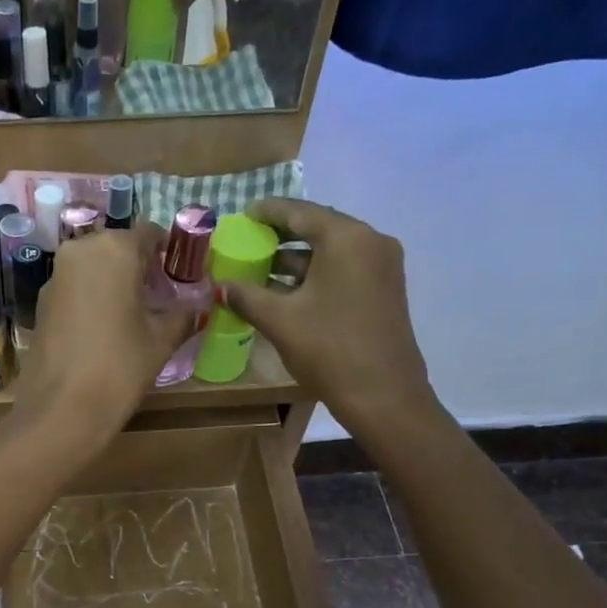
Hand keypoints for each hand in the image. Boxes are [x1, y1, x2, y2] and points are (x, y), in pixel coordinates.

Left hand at [13, 221, 191, 447]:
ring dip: (114, 282)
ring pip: (93, 267)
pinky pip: (75, 288)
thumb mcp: (161, 341)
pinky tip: (105, 328)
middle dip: (139, 267)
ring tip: (134, 315)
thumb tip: (199, 306)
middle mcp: (80, 250)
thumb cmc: (120, 367)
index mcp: (114, 248)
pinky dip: (92, 298)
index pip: (150, 234)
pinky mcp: (41, 303)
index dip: (169, 253)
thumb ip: (183, 315)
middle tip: (160, 297)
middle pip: (118, 248)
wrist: (62, 409)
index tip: (181, 275)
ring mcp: (55, 276)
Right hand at [220, 199, 444, 437]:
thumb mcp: (280, 320)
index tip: (243, 214)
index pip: (300, 212)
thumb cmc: (329, 349)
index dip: (268, 212)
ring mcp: (383, 267)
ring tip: (261, 269)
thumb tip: (221, 286)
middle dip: (282, 236)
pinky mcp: (385, 290)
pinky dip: (316, 274)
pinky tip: (289, 291)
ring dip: (297, 259)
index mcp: (347, 238)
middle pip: (319, 228)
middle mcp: (371, 242)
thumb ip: (247, 296)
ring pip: (332, 251)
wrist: (383, 395)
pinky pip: (344, 269)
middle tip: (249, 241)